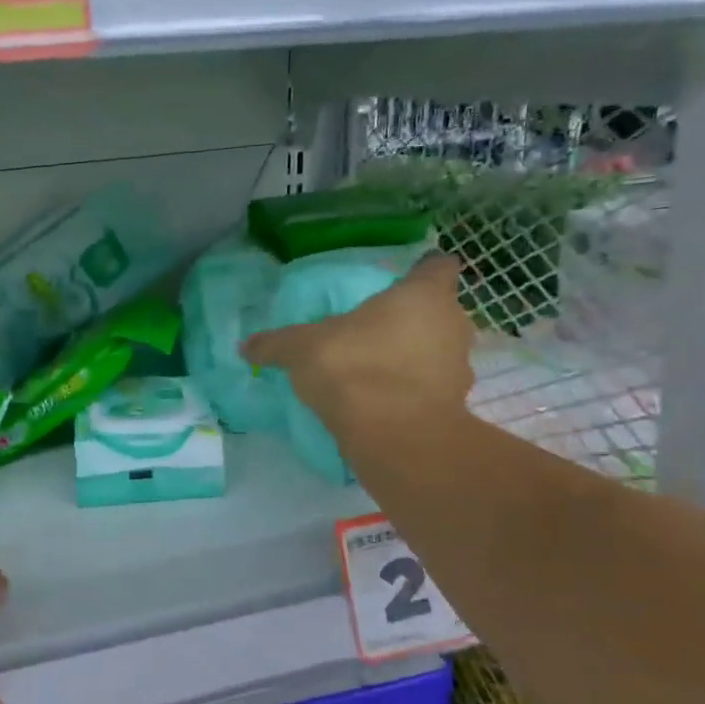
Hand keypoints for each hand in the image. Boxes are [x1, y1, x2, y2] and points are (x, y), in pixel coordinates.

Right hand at [243, 254, 476, 432]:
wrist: (394, 437)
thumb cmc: (354, 368)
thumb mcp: (302, 349)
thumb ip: (276, 344)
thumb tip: (245, 347)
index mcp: (423, 295)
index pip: (437, 266)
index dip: (422, 271)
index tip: (402, 281)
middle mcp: (452, 324)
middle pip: (439, 312)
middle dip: (414, 319)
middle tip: (377, 331)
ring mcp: (459, 368)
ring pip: (439, 352)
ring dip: (417, 358)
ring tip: (378, 371)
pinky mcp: (455, 407)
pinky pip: (433, 390)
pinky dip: (415, 393)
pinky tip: (385, 404)